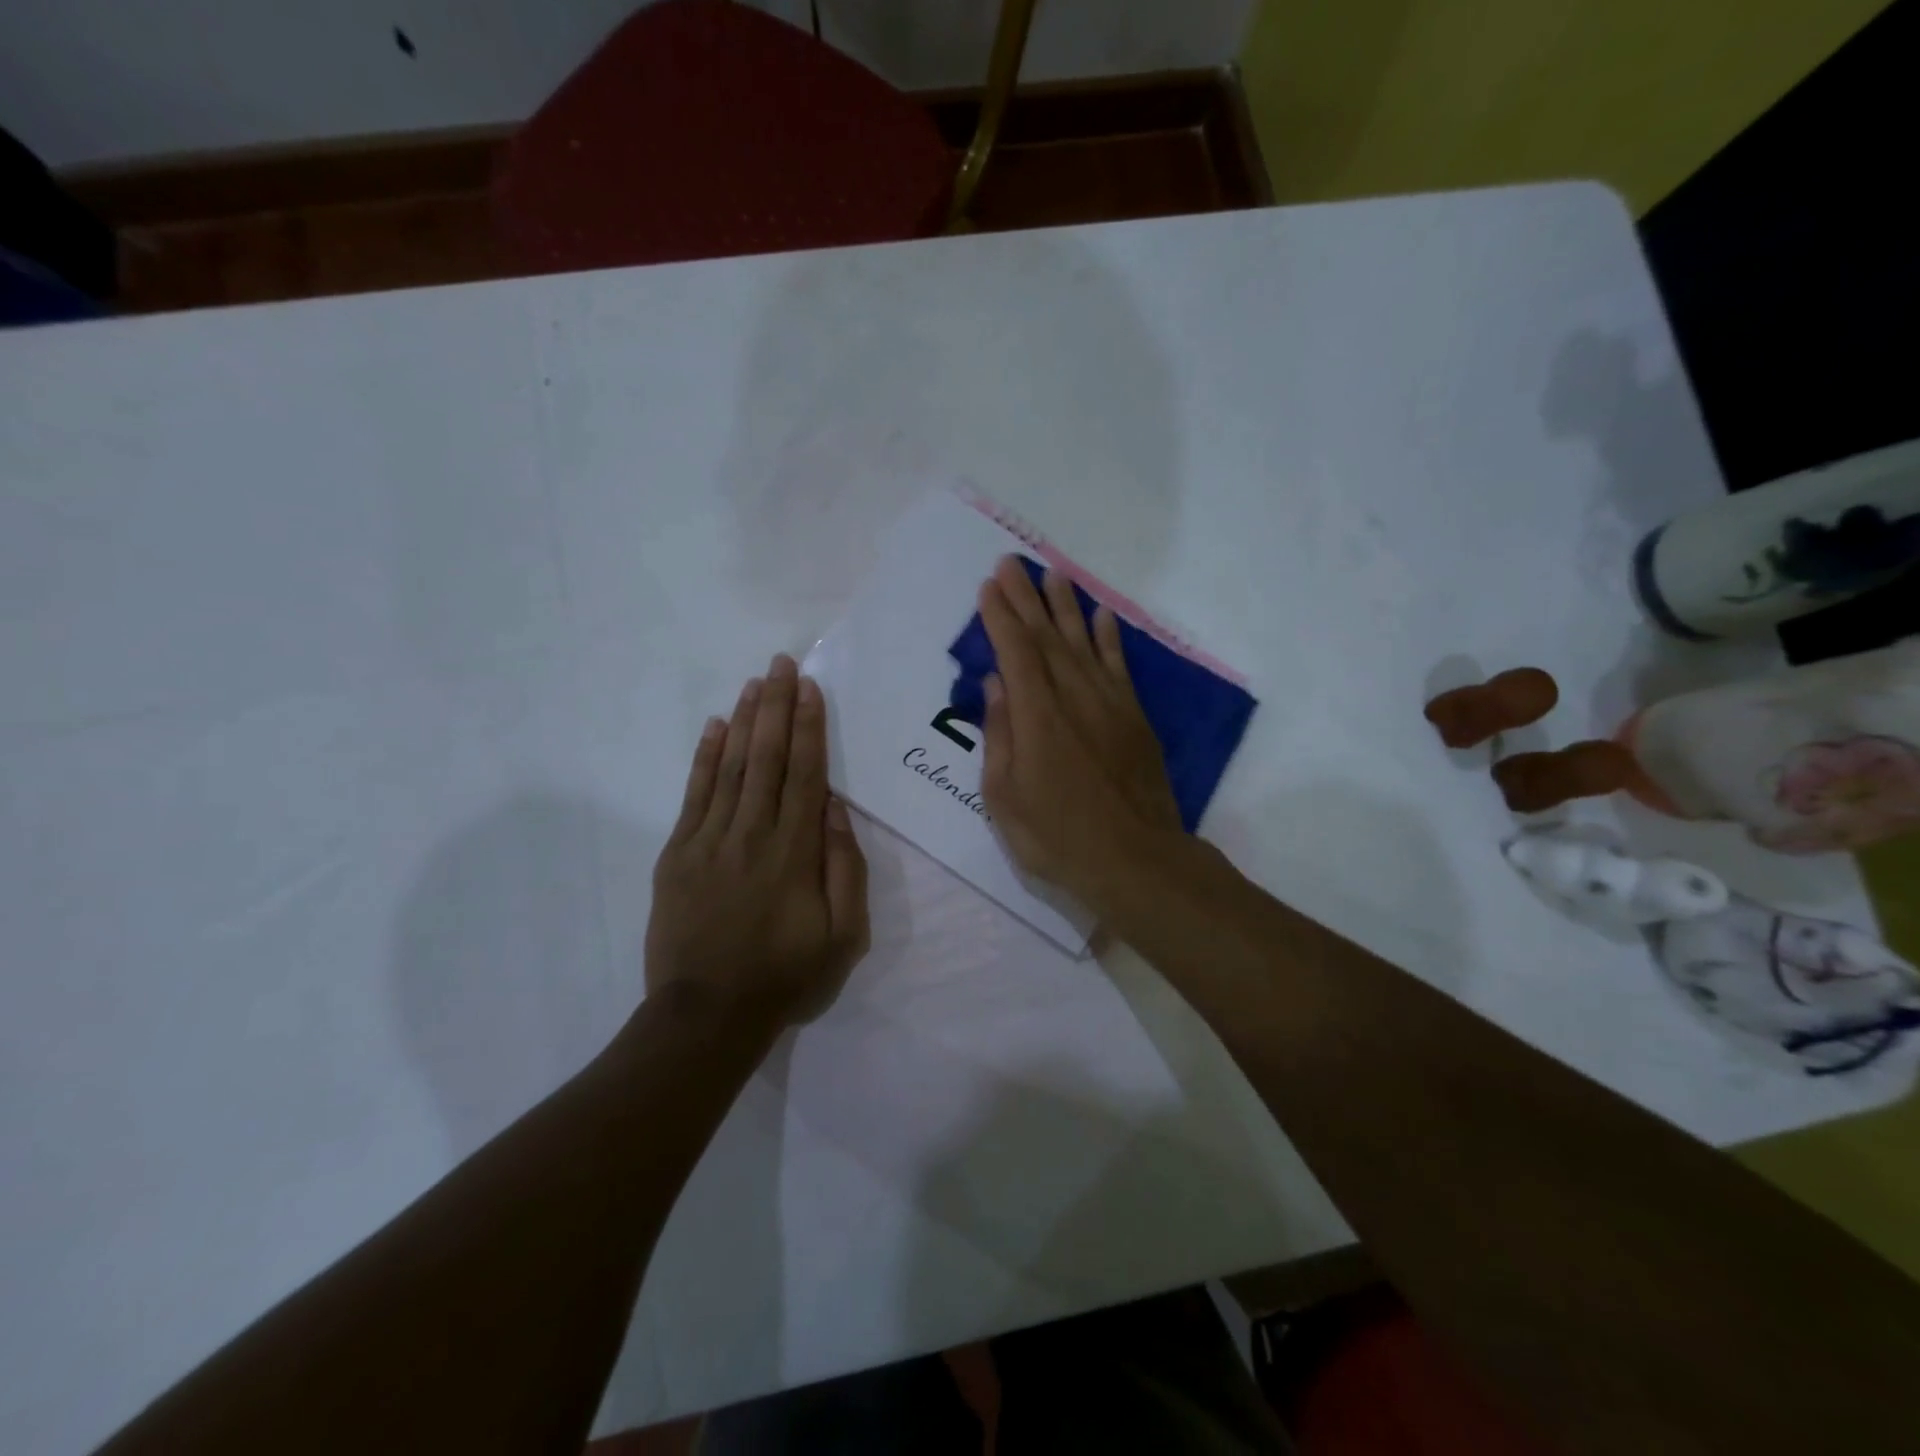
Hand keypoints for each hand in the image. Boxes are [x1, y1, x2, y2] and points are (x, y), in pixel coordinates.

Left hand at [645, 655, 869, 1032]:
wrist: (706, 1017)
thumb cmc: (785, 978)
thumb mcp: (844, 937)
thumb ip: (846, 869)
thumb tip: (836, 809)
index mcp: (795, 852)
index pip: (806, 774)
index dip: (809, 727)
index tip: (809, 688)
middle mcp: (752, 834)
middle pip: (768, 758)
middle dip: (776, 707)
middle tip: (780, 663)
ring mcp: (709, 841)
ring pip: (732, 767)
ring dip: (745, 721)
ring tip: (754, 683)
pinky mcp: (678, 854)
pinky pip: (694, 795)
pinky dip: (705, 758)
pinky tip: (715, 728)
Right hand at [977, 556, 1183, 909]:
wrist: (1136, 860)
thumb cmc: (1057, 836)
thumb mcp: (1004, 798)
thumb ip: (1000, 735)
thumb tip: (996, 685)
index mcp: (1036, 716)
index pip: (1015, 652)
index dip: (1000, 616)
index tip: (988, 586)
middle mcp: (1073, 697)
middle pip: (1046, 637)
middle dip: (1026, 599)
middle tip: (1011, 564)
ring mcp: (1109, 704)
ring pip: (1083, 643)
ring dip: (1067, 607)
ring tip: (1053, 574)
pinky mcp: (1134, 717)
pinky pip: (1119, 666)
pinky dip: (1109, 638)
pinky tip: (1101, 616)